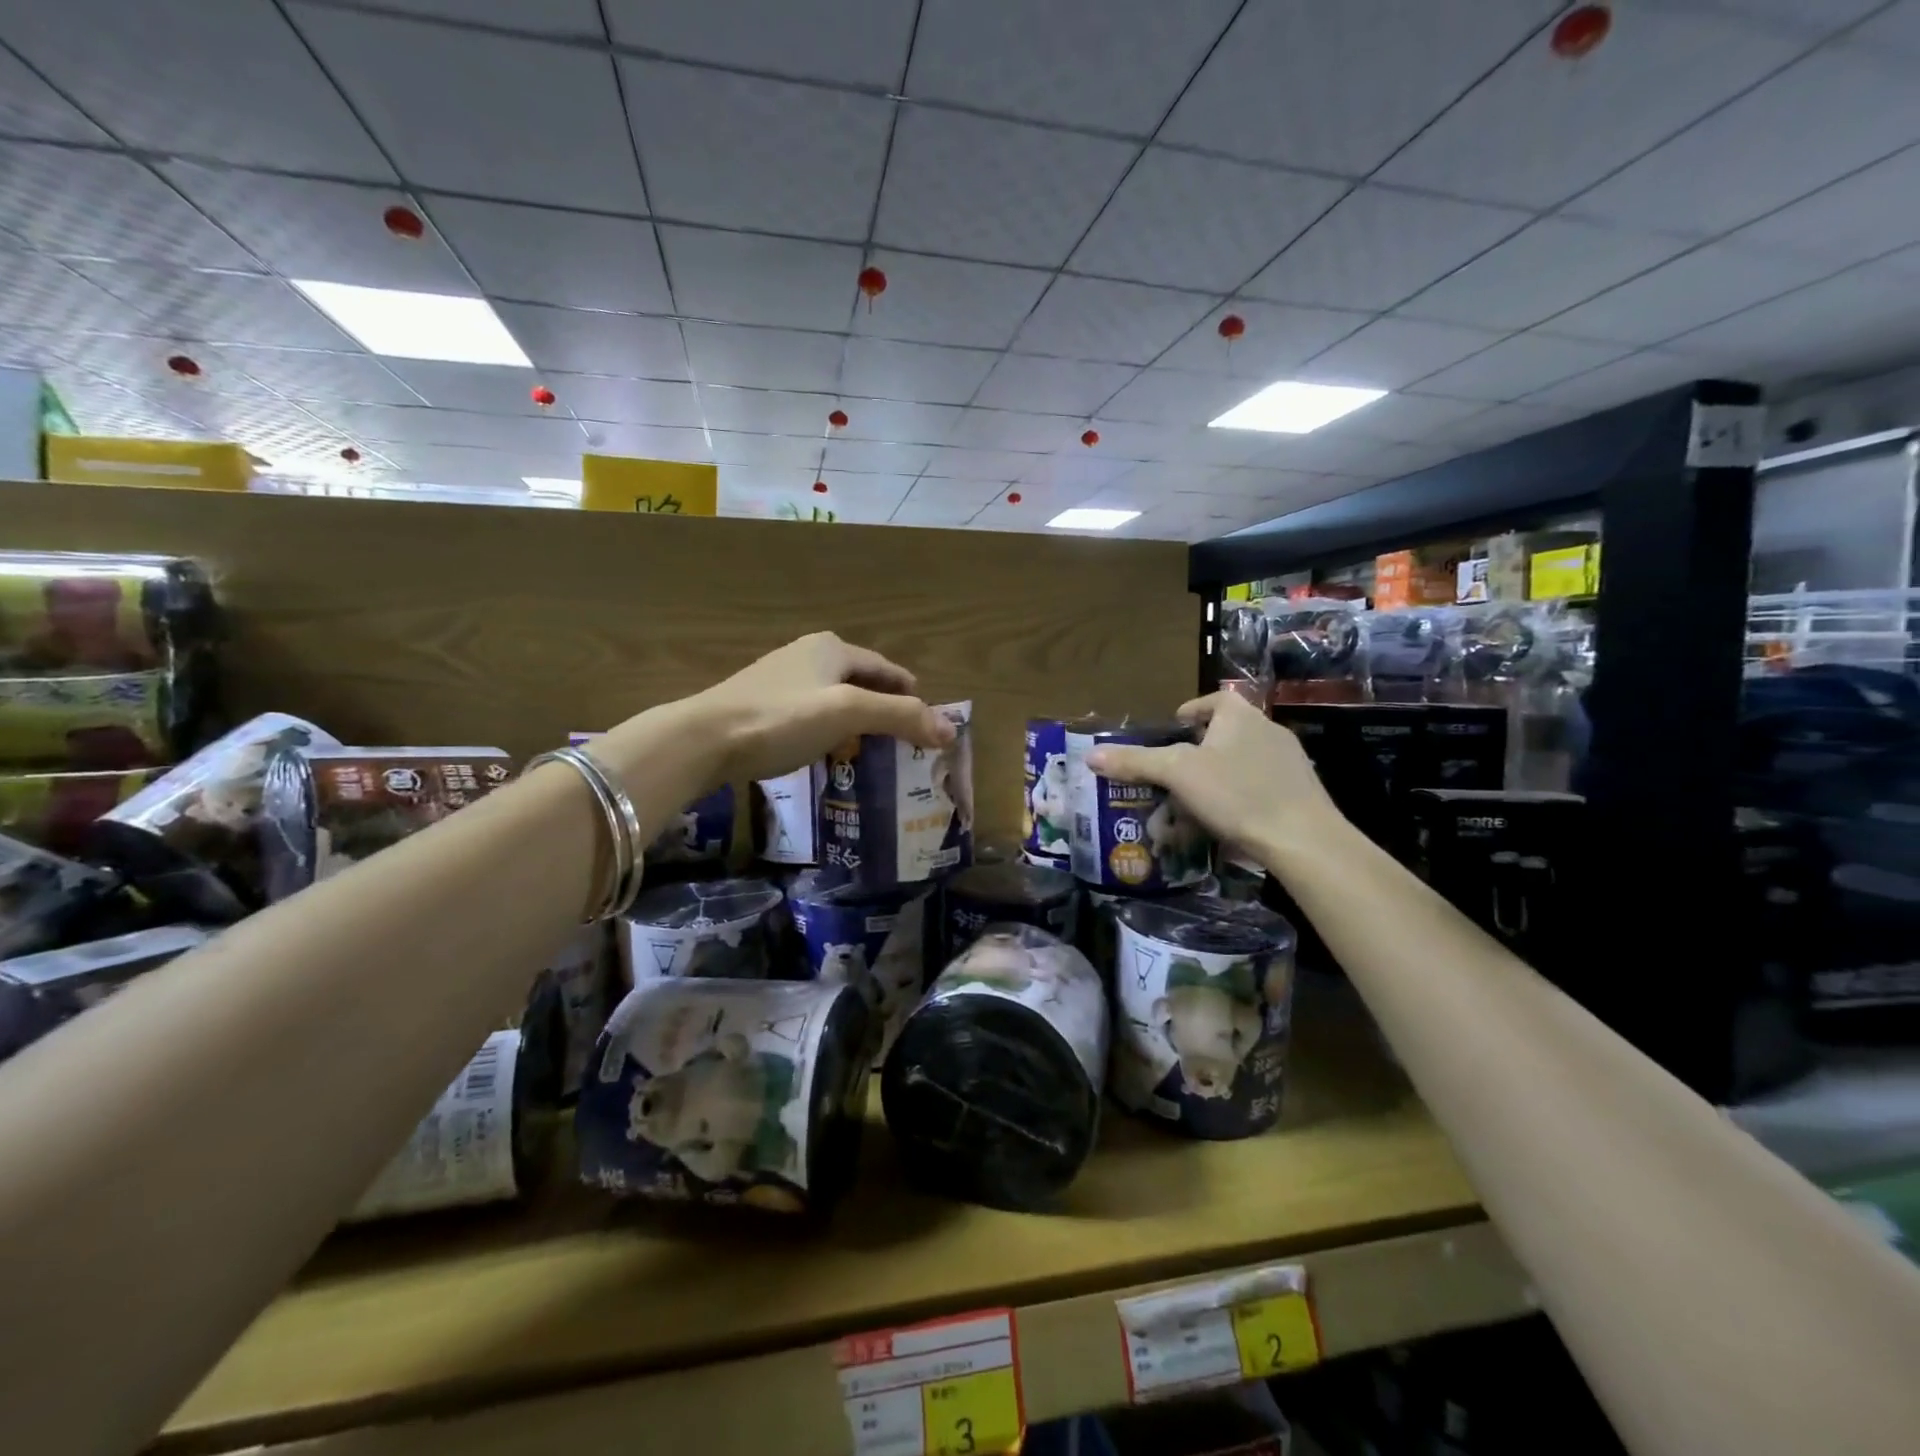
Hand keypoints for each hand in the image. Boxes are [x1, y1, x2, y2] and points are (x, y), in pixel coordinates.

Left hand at [688, 631, 952, 784]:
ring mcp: (781, 678)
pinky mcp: (761, 703)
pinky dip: (830, 729)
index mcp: (833, 648)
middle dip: (884, 707)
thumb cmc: (782, 718)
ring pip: (835, 698)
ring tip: (872, 749)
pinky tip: (828, 751)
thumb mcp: (848, 713)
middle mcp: (809, 654)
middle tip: (904, 740)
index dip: (910, 693)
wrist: (704, 738)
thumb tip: (950, 730)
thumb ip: (900, 717)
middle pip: (861, 682)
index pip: (886, 669)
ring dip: (857, 720)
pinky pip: (811, 713)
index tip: (927, 721)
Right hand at [1085, 692, 1345, 866]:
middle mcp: (1268, 730)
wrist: (1303, 839)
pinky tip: (1226, 822)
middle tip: (1174, 771)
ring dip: (1219, 775)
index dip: (1192, 710)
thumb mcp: (1177, 774)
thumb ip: (1135, 762)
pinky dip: (1240, 797)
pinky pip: (1260, 786)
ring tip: (1194, 801)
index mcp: (1241, 716)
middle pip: (1227, 732)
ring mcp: (1289, 762)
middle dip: (1199, 749)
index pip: (1215, 700)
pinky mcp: (1300, 793)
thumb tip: (1090, 755)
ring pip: (1243, 761)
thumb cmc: (1237, 794)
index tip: (1174, 728)